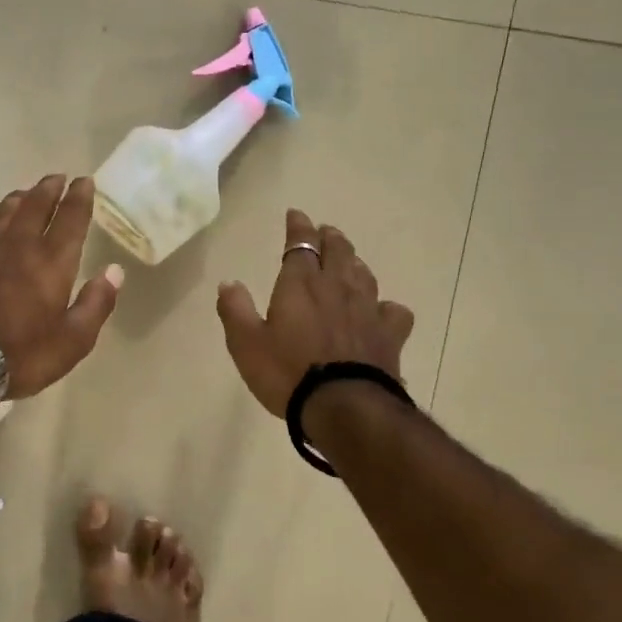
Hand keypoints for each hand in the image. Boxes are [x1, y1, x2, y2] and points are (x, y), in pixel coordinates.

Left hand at [0, 174, 123, 398]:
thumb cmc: (21, 354)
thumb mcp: (72, 341)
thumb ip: (95, 304)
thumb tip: (114, 271)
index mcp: (51, 261)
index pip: (70, 219)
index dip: (79, 198)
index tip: (84, 181)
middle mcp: (18, 245)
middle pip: (35, 206)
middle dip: (49, 190)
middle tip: (57, 178)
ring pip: (3, 213)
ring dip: (18, 199)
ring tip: (25, 194)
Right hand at [216, 209, 415, 416]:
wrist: (343, 406)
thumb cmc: (287, 372)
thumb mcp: (245, 343)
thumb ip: (235, 309)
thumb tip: (228, 282)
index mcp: (300, 284)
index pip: (299, 244)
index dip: (298, 227)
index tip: (296, 214)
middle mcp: (336, 287)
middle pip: (337, 251)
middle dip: (329, 237)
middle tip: (325, 232)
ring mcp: (367, 309)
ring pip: (364, 274)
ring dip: (354, 262)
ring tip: (349, 261)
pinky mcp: (389, 334)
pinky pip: (393, 310)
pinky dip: (386, 306)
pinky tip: (381, 311)